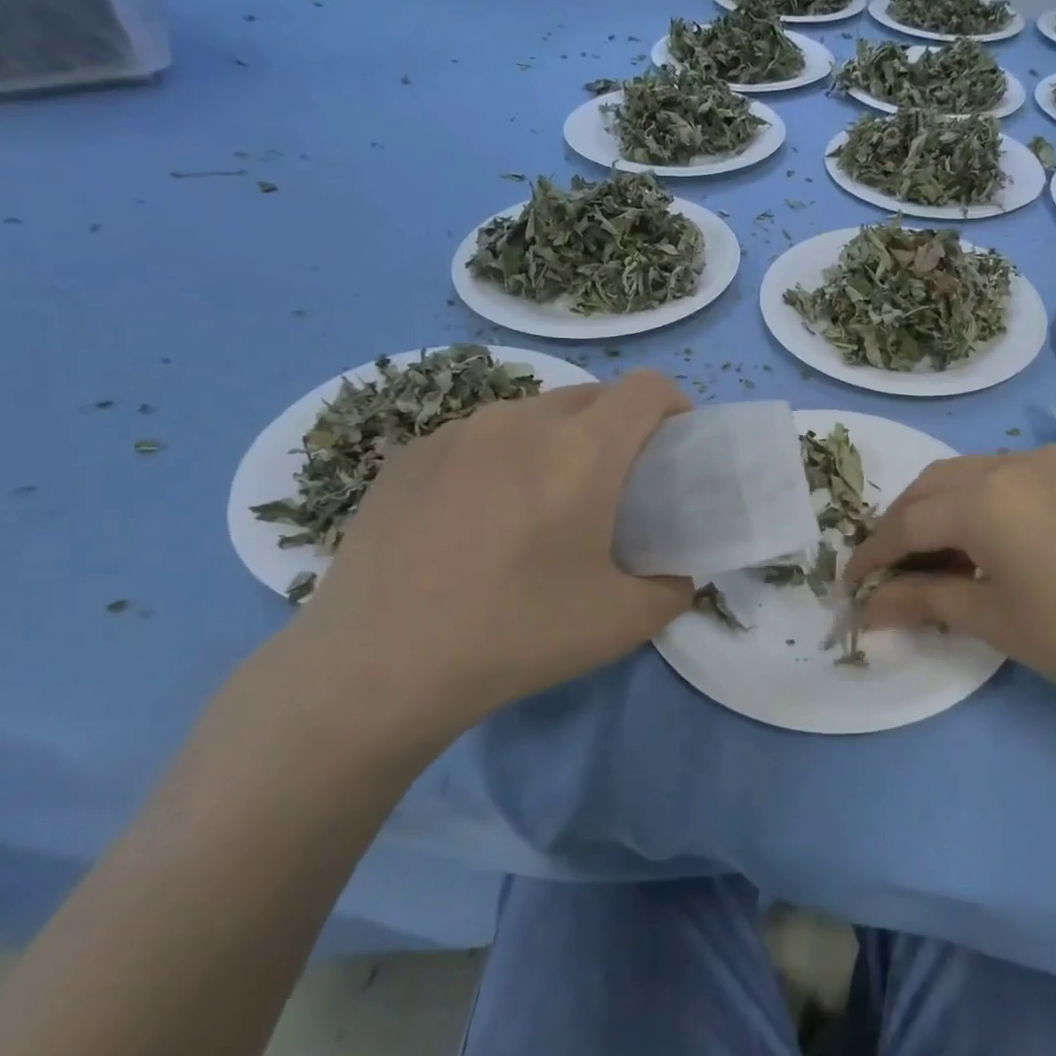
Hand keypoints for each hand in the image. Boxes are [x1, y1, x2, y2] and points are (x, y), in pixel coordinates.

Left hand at [283, 371, 692, 753]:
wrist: (378, 666)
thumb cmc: (517, 634)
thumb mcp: (624, 622)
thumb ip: (673, 588)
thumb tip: (676, 575)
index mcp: (583, 450)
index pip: (647, 388)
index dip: (674, 406)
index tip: (675, 446)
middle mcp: (521, 422)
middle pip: (592, 396)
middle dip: (619, 427)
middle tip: (616, 486)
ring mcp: (456, 433)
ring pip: (532, 414)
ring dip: (559, 441)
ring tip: (543, 503)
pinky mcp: (408, 455)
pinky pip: (477, 438)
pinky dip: (500, 459)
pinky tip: (477, 520)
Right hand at [845, 446, 1055, 725]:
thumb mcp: (995, 620)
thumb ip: (925, 601)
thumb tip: (869, 608)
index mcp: (987, 496)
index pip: (908, 522)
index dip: (873, 555)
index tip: (850, 585)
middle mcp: (1013, 463)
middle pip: (933, 487)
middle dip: (900, 526)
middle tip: (887, 574)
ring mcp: (1051, 462)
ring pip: (969, 475)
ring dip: (938, 511)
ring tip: (929, 561)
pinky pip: (1006, 478)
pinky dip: (977, 504)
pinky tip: (980, 543)